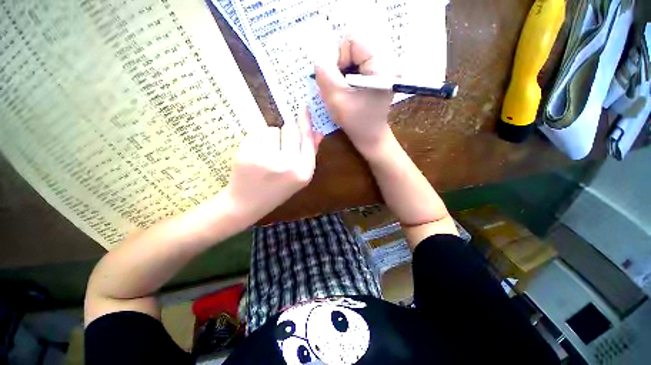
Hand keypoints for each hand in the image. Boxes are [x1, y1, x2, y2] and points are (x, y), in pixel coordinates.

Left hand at [226, 108, 322, 222]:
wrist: (247, 204)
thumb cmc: (277, 190)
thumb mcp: (298, 176)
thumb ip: (310, 154)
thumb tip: (319, 133)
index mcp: (304, 172)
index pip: (307, 139)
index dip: (305, 122)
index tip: (303, 107)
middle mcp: (289, 165)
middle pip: (290, 129)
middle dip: (285, 133)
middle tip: (278, 148)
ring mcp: (267, 160)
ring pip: (272, 129)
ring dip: (270, 138)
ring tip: (265, 156)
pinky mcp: (247, 154)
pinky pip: (255, 133)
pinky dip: (255, 141)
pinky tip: (253, 157)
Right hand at [314, 35, 394, 154]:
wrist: (370, 137)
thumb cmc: (356, 122)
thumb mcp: (336, 99)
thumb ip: (325, 74)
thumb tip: (319, 59)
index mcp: (381, 64)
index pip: (352, 40)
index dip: (338, 58)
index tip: (337, 81)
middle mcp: (385, 61)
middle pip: (353, 48)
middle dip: (339, 68)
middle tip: (338, 88)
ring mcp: (382, 69)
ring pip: (353, 58)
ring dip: (342, 74)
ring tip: (343, 93)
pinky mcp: (377, 76)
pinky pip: (356, 67)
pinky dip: (347, 78)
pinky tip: (347, 93)